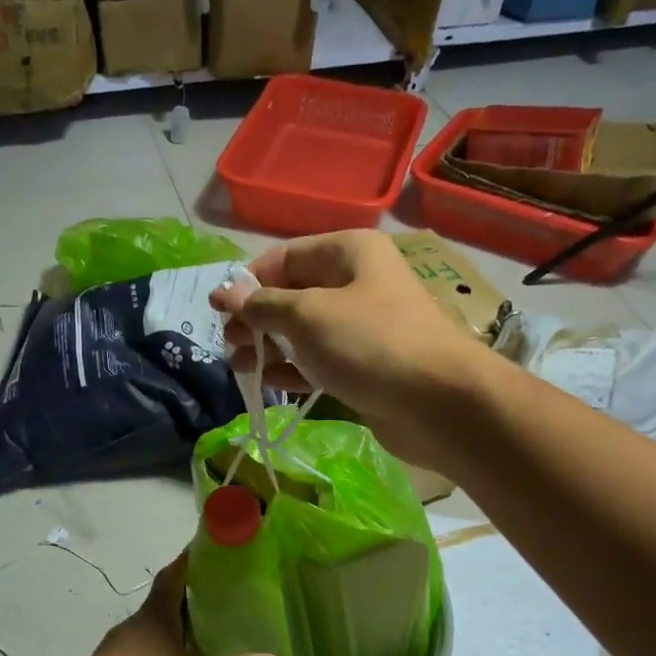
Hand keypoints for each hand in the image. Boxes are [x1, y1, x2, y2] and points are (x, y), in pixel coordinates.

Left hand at [76, 553, 278, 655]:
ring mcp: (115, 646)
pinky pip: (134, 652)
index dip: (189, 561)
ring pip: (146, 629)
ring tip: (191, 638)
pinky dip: (152, 654)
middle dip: (183, 599)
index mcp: (157, 615)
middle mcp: (135, 623)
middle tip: (211, 600)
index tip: (206, 551)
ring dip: (166, 629)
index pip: (173, 575)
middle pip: (160, 601)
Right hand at [210, 230, 492, 468]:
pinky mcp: (364, 366)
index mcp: (349, 252)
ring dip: (269, 346)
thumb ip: (262, 305)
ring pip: (303, 330)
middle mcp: (356, 282)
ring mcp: (361, 327)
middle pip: (293, 293)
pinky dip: (292, 368)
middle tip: (229, 343)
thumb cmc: (370, 343)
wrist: (437, 403)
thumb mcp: (307, 315)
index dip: (248, 282)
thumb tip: (225, 294)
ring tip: (239, 366)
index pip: (285, 257)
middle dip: (257, 317)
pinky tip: (267, 382)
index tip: (218, 310)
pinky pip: (318, 360)